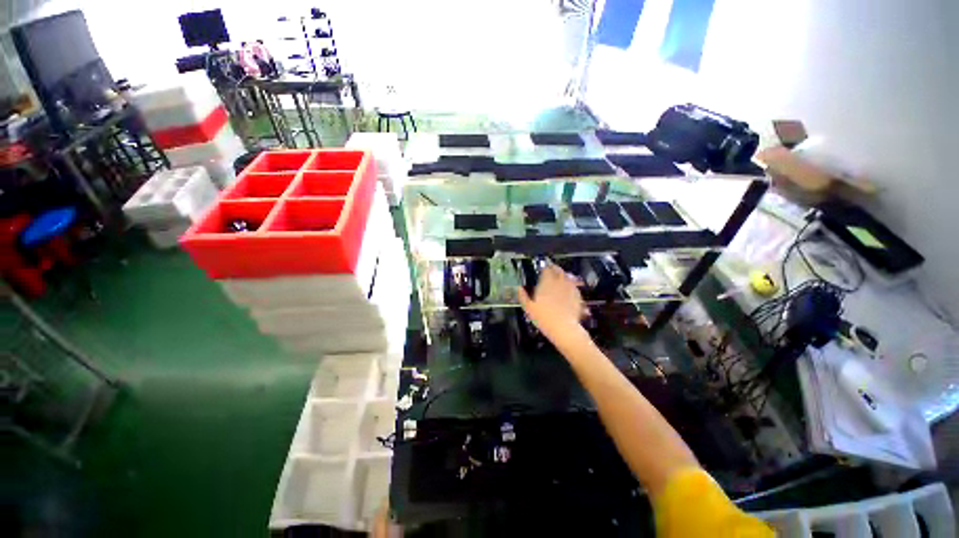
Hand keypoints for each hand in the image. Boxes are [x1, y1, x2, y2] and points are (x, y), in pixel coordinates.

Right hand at [517, 263, 587, 344]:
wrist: (564, 328)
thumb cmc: (543, 317)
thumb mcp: (528, 308)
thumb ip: (523, 296)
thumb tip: (519, 288)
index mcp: (547, 282)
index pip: (546, 269)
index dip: (544, 268)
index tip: (542, 270)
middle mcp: (559, 281)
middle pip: (558, 270)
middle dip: (554, 269)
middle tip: (550, 271)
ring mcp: (570, 288)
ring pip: (567, 276)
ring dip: (562, 275)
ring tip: (558, 278)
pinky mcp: (578, 295)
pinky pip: (573, 286)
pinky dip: (569, 285)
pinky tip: (567, 289)